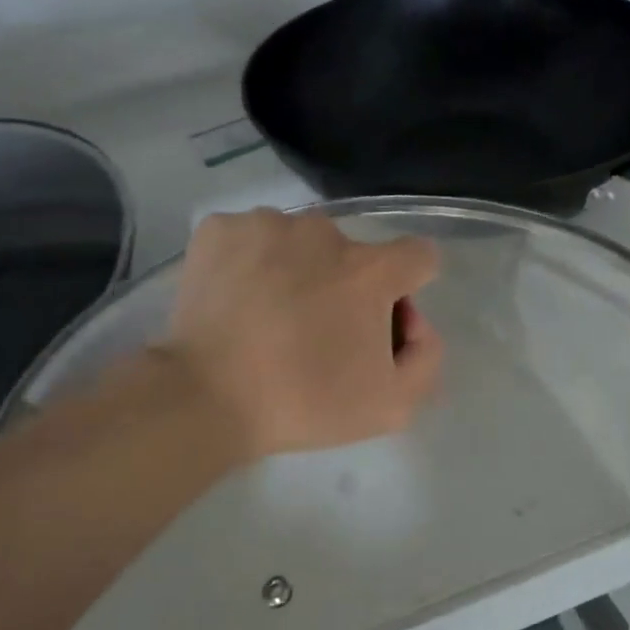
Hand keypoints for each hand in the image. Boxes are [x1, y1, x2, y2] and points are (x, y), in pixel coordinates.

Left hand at [160, 209, 443, 459]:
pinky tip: (234, 298)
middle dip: (343, 285)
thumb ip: (425, 355)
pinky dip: (248, 261)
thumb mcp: (391, 405)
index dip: (405, 289)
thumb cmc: (303, 401)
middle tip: (312, 332)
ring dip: (294, 270)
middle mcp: (323, 231)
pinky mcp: (219, 228)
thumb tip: (414, 320)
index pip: (417, 256)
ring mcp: (266, 224)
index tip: (377, 322)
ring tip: (266, 316)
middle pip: (351, 253)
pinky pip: (250, 237)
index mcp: (369, 269)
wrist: (204, 398)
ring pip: (298, 242)